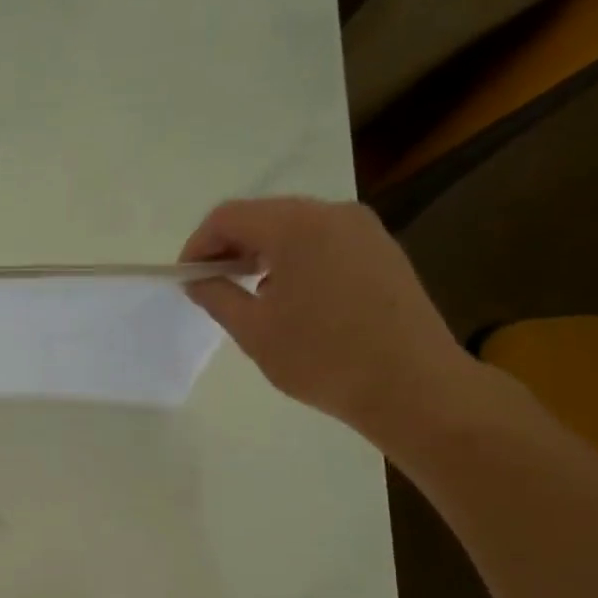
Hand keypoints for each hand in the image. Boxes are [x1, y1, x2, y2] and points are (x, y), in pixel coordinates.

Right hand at [181, 198, 477, 444]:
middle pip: (263, 216)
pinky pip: (324, 243)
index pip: (228, 216)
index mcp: (295, 226)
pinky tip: (293, 300)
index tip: (186, 280)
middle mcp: (331, 213)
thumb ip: (218, 297)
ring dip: (263, 254)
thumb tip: (197, 280)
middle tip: (212, 288)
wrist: (412, 385)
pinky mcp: (382, 251)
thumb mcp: (255, 331)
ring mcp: (363, 229)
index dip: (198, 245)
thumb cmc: (322, 358)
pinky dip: (296, 261)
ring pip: (295, 228)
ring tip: (250, 297)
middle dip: (230, 248)